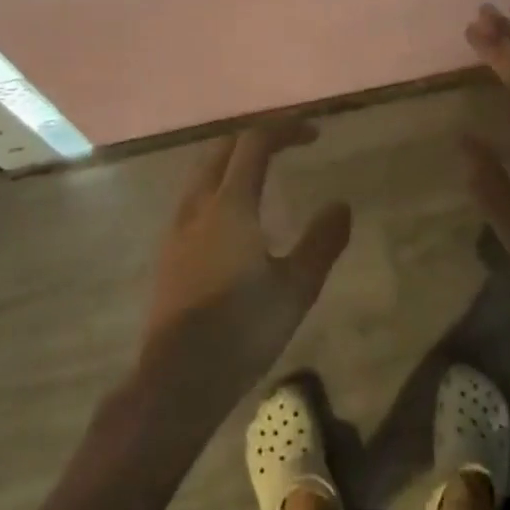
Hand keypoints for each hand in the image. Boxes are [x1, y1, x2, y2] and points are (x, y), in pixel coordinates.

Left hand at [138, 123, 350, 416]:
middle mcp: (199, 206)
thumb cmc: (241, 330)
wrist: (176, 381)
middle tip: (288, 144)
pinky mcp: (168, 252)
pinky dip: (217, 184)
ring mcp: (177, 228)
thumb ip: (321, 242)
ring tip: (261, 171)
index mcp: (230, 205)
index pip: (255, 143)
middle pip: (223, 149)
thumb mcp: (296, 289)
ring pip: (203, 172)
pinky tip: (232, 215)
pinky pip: (194, 197)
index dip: (285, 129)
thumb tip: (341, 205)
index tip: (314, 133)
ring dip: (233, 159)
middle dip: (256, 137)